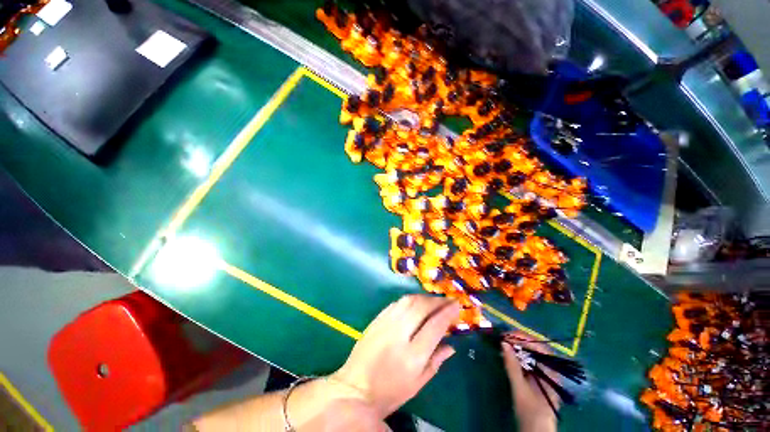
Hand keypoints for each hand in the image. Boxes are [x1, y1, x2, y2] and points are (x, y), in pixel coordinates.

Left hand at [330, 295, 460, 417]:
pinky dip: (410, 300)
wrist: (354, 389)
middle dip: (437, 301)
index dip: (447, 312)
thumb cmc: (389, 392)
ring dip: (424, 297)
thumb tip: (451, 346)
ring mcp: (385, 323)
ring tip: (434, 301)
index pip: (434, 325)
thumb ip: (436, 361)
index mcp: (412, 355)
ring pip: (408, 300)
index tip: (457, 305)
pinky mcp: (377, 319)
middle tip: (447, 300)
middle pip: (421, 307)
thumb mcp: (417, 383)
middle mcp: (399, 334)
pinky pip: (397, 303)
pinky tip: (416, 303)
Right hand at [502, 332, 559, 431]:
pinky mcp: (537, 379)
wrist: (535, 430)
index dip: (524, 338)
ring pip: (531, 355)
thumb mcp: (519, 388)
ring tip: (504, 345)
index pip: (540, 347)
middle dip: (519, 341)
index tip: (508, 335)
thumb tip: (503, 343)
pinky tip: (509, 356)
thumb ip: (512, 365)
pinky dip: (518, 357)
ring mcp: (544, 375)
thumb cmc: (530, 410)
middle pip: (536, 349)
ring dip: (518, 348)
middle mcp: (550, 370)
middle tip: (504, 339)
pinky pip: (528, 362)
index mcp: (551, 372)